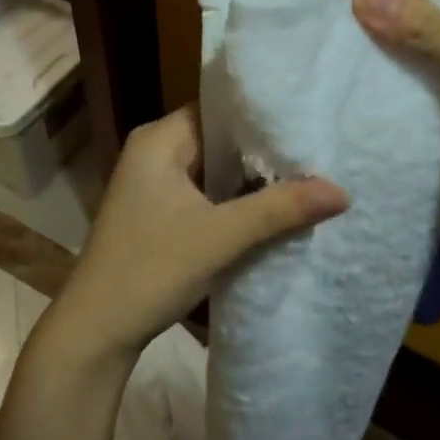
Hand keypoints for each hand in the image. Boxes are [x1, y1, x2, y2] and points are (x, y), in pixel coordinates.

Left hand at [38, 105, 349, 365]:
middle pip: (221, 139)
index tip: (310, 121)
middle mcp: (154, 151)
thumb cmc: (150, 270)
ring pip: (215, 168)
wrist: (97, 331)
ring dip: (252, 178)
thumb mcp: (221, 237)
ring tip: (309, 174)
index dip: (264, 116)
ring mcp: (155, 183)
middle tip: (319, 150)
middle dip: (264, 150)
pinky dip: (236, 199)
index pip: (221, 108)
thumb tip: (342, 191)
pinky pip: (207, 192)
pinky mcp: (159, 211)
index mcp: (159, 139)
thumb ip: (280, 209)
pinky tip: (274, 207)